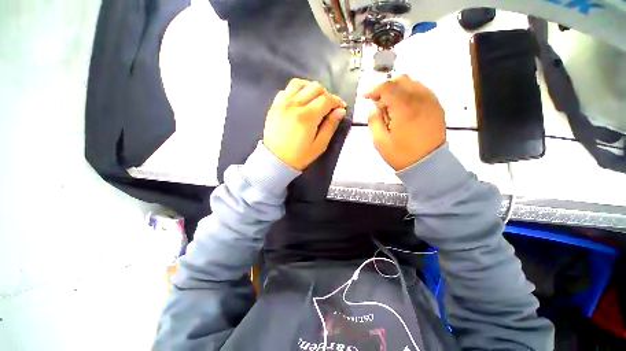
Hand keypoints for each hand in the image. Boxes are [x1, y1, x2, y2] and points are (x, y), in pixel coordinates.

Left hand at [263, 78, 346, 170]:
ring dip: (311, 88)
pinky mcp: (275, 105)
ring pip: (300, 84)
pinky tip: (300, 100)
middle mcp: (294, 105)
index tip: (341, 107)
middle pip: (315, 88)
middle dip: (326, 95)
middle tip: (329, 107)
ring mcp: (282, 103)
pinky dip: (297, 91)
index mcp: (307, 117)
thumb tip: (340, 111)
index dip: (337, 101)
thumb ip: (330, 126)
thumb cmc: (299, 156)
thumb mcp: (319, 145)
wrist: (275, 160)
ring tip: (315, 100)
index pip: (326, 99)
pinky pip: (287, 89)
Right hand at [365, 75, 445, 170]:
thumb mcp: (380, 141)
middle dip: (386, 87)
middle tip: (378, 101)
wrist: (428, 163)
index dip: (373, 89)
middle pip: (401, 80)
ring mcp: (431, 101)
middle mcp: (420, 98)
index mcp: (404, 108)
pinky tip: (404, 106)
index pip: (387, 87)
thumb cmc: (401, 154)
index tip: (365, 97)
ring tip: (390, 104)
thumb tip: (373, 107)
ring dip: (398, 89)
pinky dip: (409, 93)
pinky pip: (422, 90)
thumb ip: (374, 121)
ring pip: (412, 83)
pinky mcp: (437, 106)